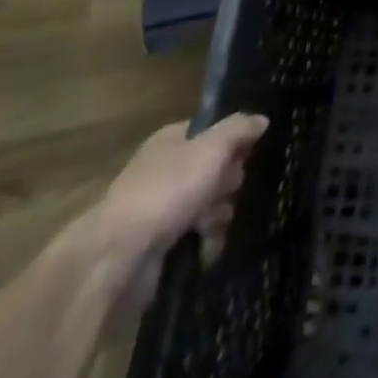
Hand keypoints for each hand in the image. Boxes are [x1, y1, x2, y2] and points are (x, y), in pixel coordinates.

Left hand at [97, 114, 268, 268]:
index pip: (213, 131)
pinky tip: (207, 249)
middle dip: (228, 183)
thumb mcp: (211, 148)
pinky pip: (195, 237)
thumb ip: (239, 129)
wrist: (115, 258)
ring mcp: (160, 209)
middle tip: (228, 192)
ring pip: (208, 205)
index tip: (249, 155)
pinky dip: (205, 242)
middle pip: (214, 169)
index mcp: (171, 140)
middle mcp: (165, 169)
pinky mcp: (158, 245)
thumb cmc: (166, 190)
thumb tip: (261, 120)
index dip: (234, 141)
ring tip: (212, 228)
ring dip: (219, 216)